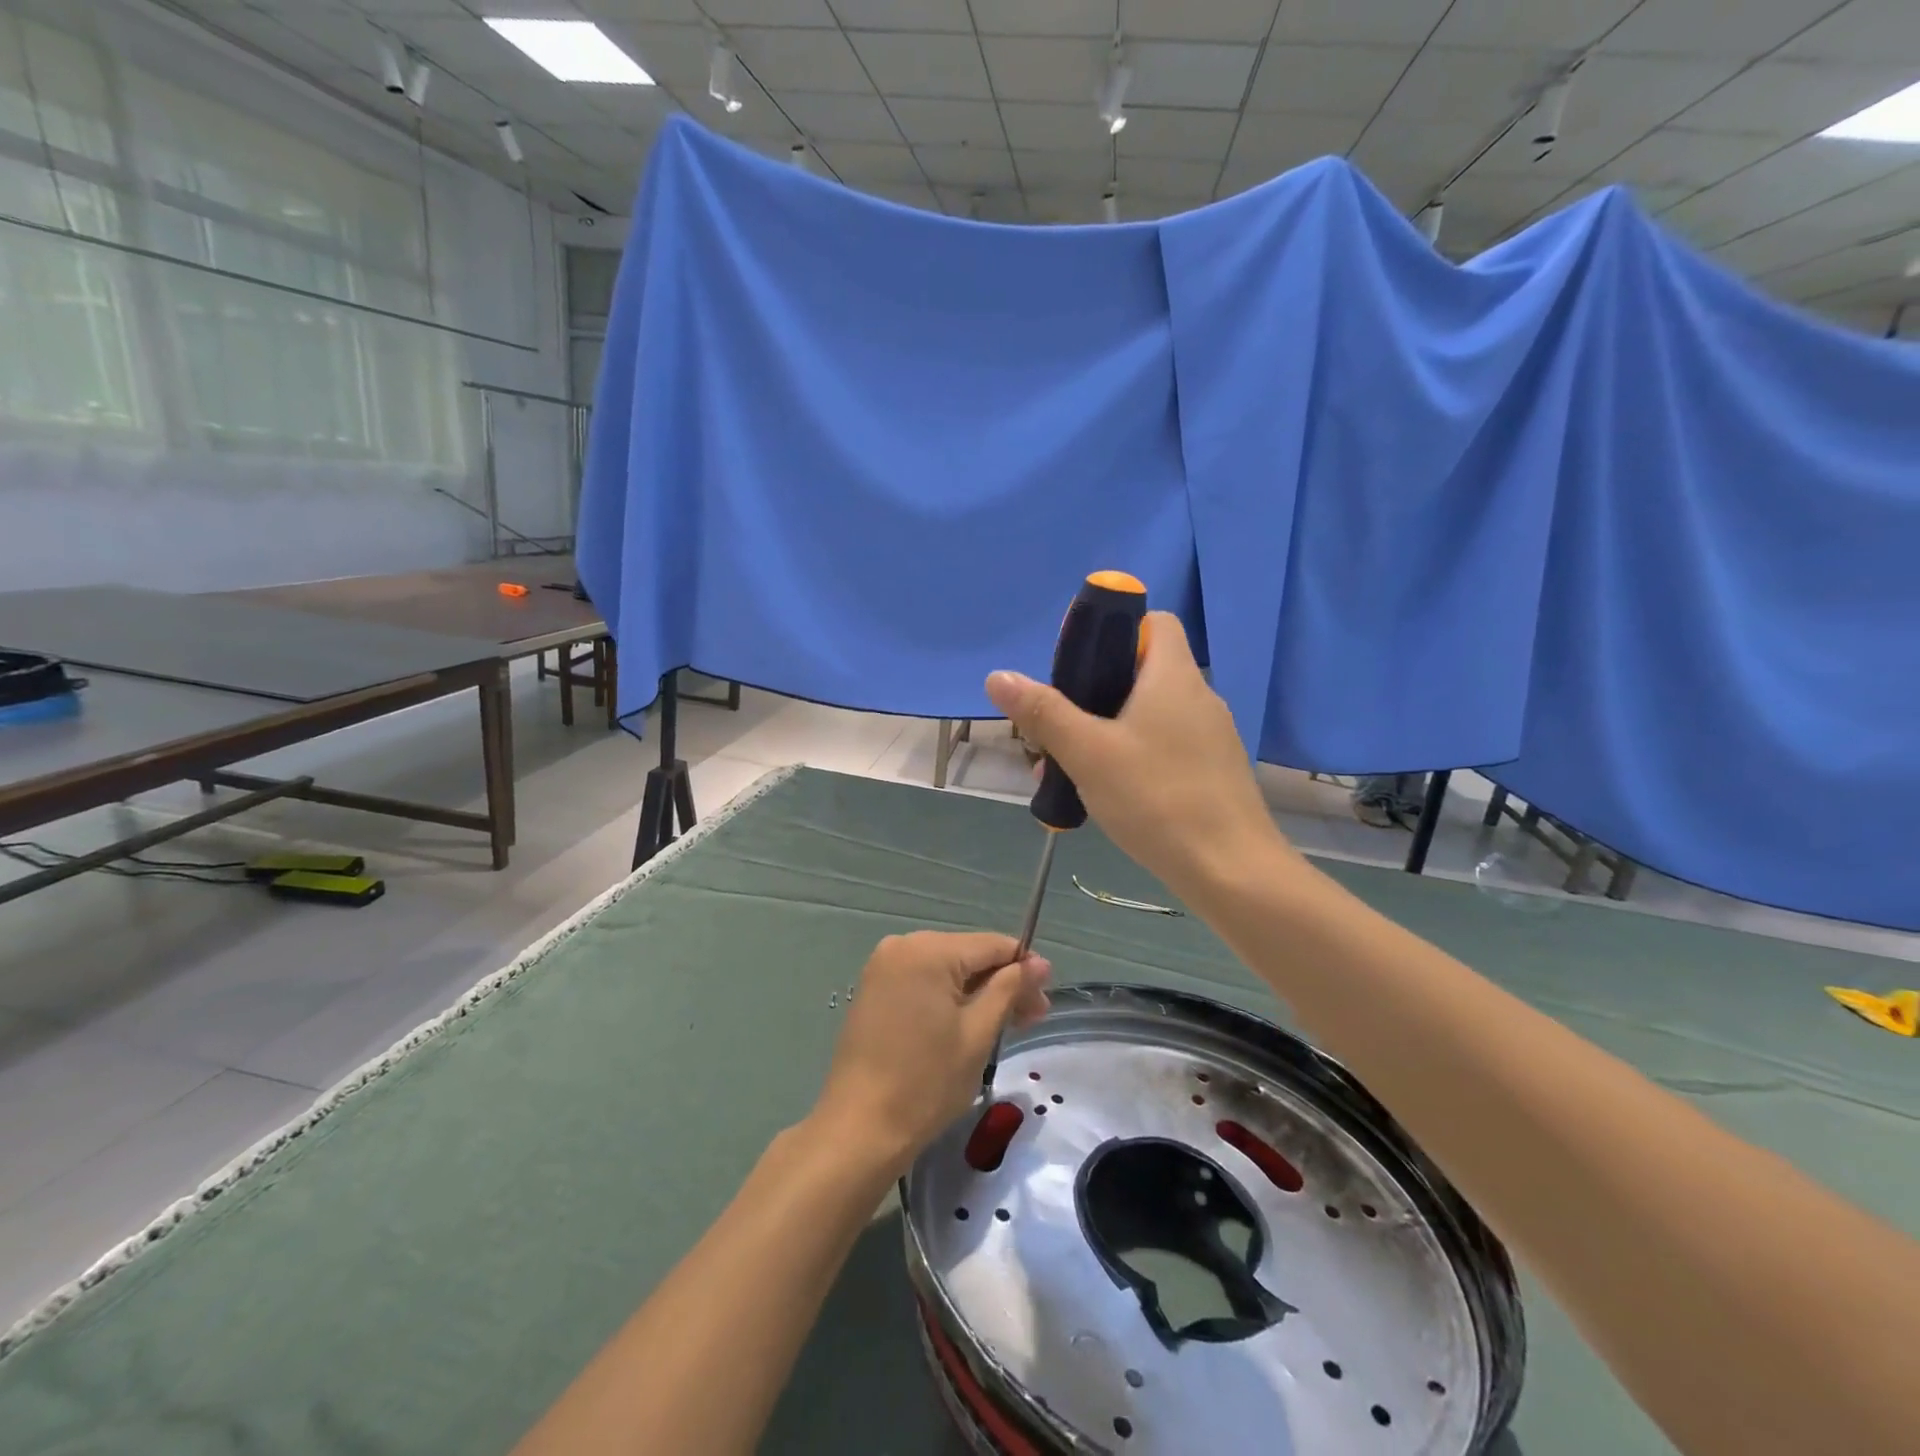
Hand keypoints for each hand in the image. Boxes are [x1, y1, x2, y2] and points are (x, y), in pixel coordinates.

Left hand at [812, 932, 1050, 1175]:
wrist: (859, 1128)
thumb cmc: (925, 1083)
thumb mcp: (978, 1034)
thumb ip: (1009, 989)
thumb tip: (1039, 963)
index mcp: (928, 950)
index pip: (992, 944)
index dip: (1024, 968)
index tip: (1043, 1000)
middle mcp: (902, 945)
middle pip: (969, 955)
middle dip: (1002, 983)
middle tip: (1032, 1019)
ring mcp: (884, 966)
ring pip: (947, 969)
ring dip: (978, 993)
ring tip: (1004, 1027)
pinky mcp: (875, 988)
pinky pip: (924, 981)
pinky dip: (949, 998)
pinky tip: (968, 1024)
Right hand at [986, 611, 1291, 896]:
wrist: (1231, 872)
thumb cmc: (1157, 799)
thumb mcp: (1088, 753)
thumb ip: (1043, 713)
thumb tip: (998, 677)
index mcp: (1173, 676)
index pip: (1154, 622)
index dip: (1116, 631)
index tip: (1079, 666)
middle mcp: (1199, 697)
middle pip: (1142, 673)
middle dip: (1093, 694)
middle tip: (1058, 727)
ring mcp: (1211, 737)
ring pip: (1149, 716)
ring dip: (1107, 732)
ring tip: (1068, 770)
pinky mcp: (1213, 772)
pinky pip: (1165, 747)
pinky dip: (1133, 757)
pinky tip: (1107, 796)